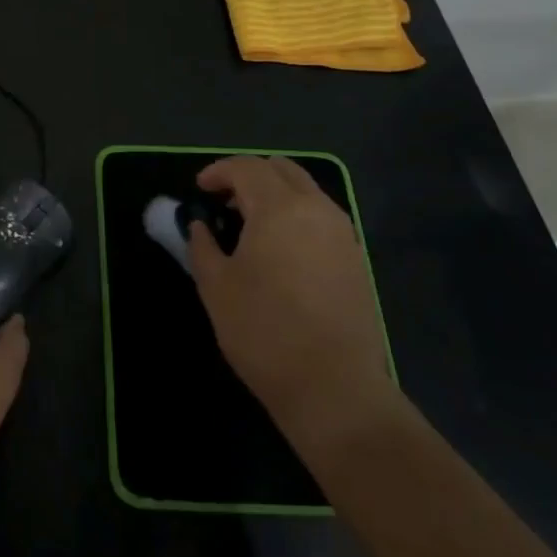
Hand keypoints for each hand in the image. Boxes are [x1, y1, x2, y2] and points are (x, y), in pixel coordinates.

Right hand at [187, 156, 399, 454]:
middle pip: (282, 169)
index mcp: (279, 208)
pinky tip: (279, 250)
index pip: (246, 168)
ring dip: (275, 194)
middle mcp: (316, 210)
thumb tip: (200, 226)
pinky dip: (296, 216)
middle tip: (224, 200)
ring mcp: (343, 234)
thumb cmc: (264, 332)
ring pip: (306, 191)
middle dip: (249, 175)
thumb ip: (202, 245)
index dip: (218, 172)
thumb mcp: (216, 287)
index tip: (199, 190)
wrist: (335, 389)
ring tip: (249, 225)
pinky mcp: (356, 260)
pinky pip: (322, 217)